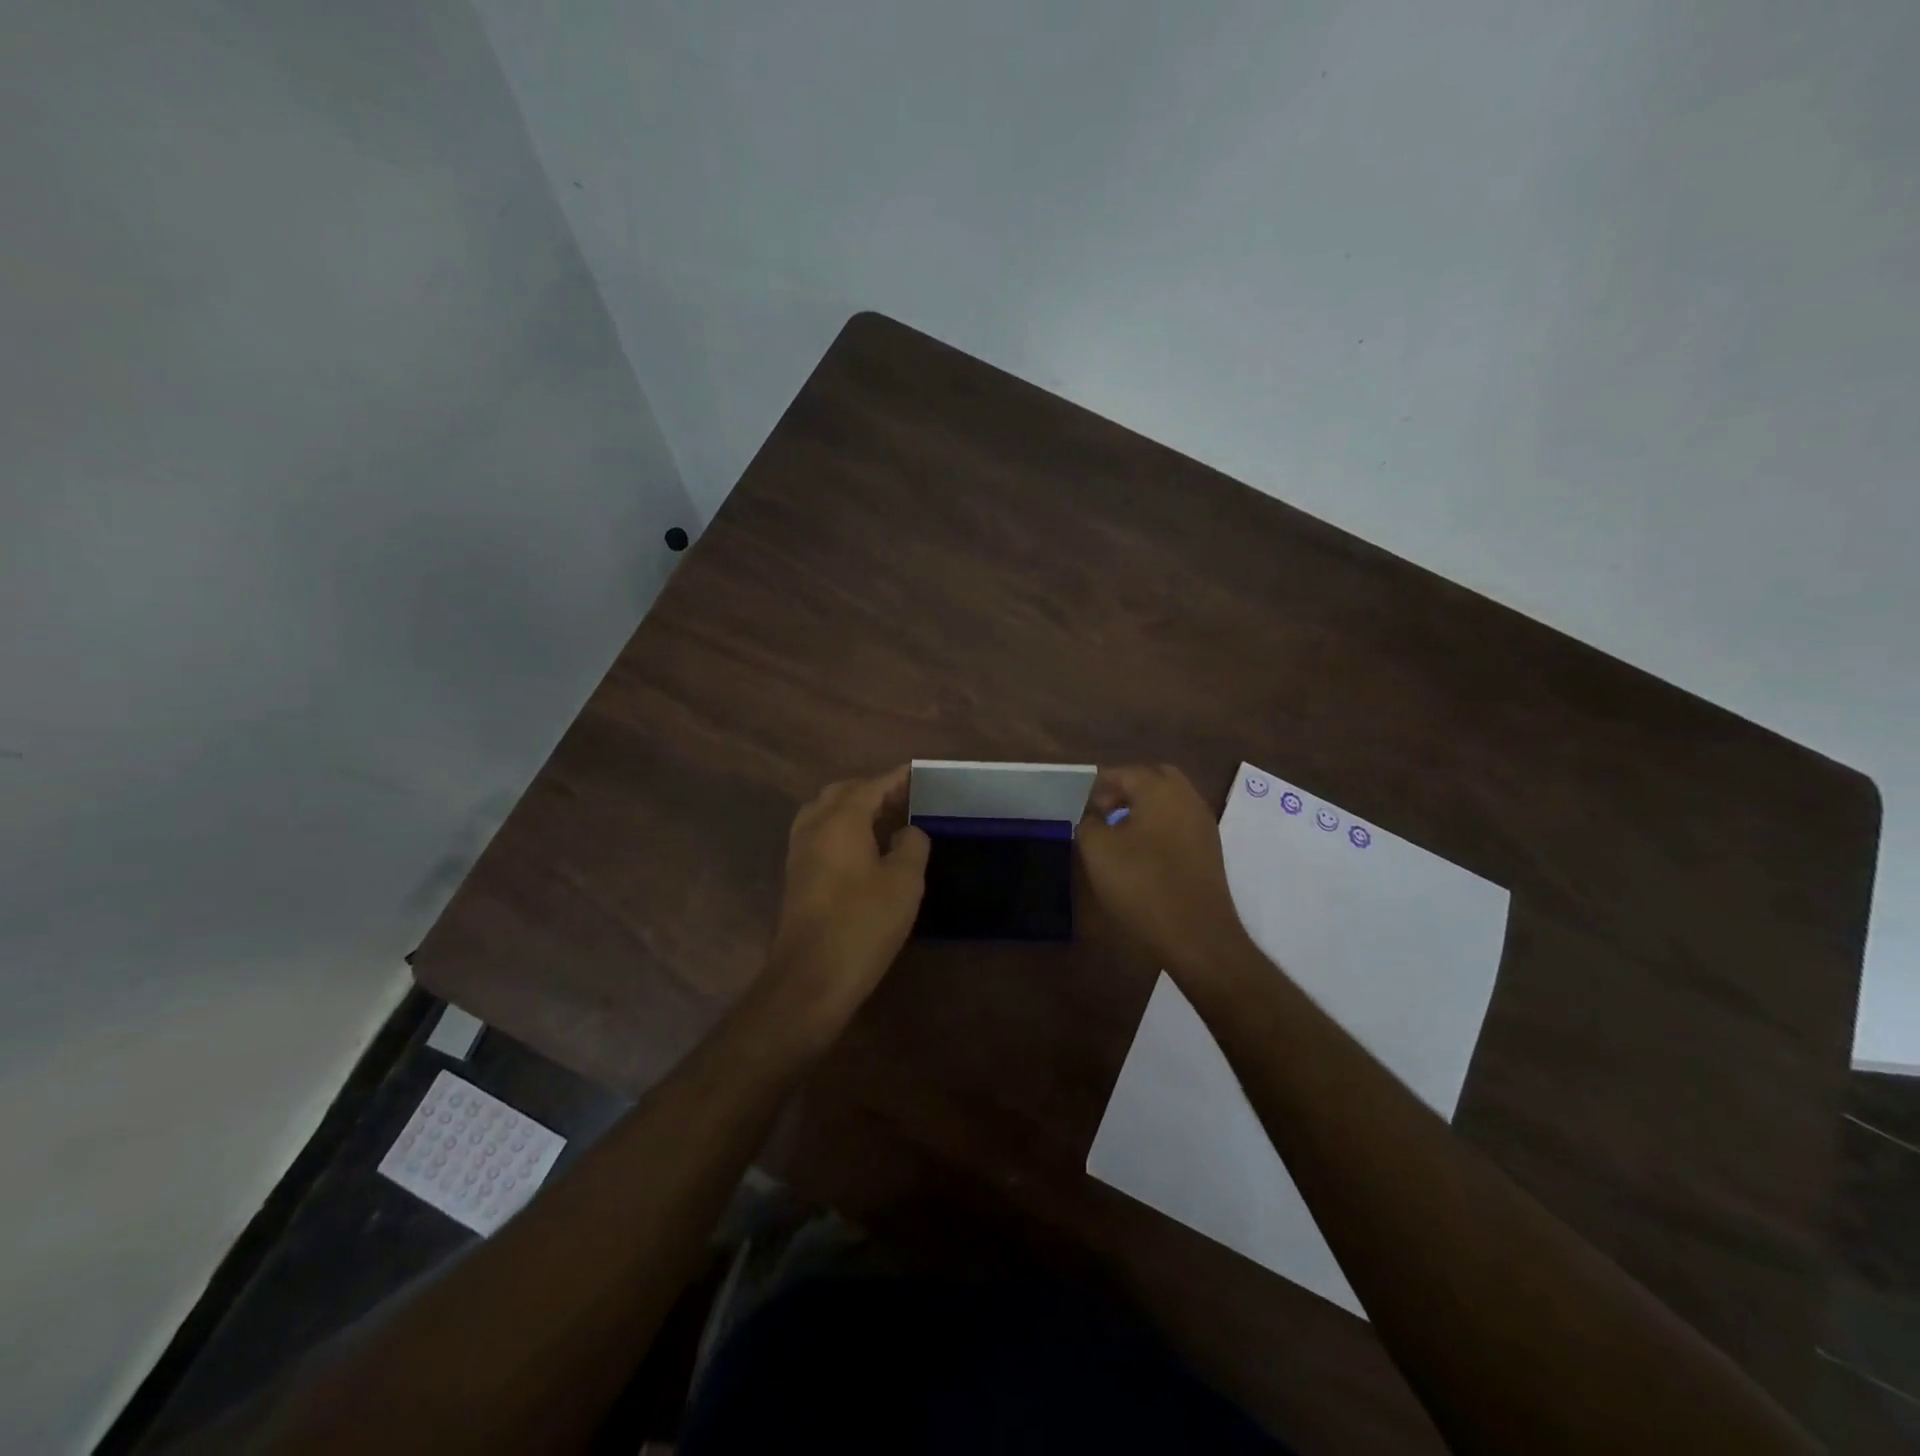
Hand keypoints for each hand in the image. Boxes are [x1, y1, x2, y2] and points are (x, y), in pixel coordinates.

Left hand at [764, 765, 930, 1025]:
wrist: (811, 977)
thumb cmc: (863, 923)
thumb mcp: (904, 882)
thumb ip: (912, 845)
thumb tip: (908, 831)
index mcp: (840, 820)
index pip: (871, 785)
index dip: (895, 778)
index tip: (916, 773)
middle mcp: (813, 826)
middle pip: (842, 793)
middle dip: (872, 790)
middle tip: (903, 799)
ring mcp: (799, 851)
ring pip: (825, 813)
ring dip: (853, 809)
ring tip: (884, 821)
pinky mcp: (796, 876)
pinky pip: (819, 834)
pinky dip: (841, 829)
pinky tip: (863, 849)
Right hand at [1077, 764, 1247, 970]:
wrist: (1196, 935)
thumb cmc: (1142, 885)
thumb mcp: (1098, 850)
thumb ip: (1089, 822)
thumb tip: (1095, 816)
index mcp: (1159, 789)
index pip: (1123, 772)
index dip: (1098, 787)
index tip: (1082, 808)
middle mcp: (1187, 797)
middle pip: (1153, 778)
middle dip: (1126, 788)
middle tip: (1103, 811)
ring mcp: (1203, 823)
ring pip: (1170, 800)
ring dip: (1144, 807)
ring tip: (1120, 833)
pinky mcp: (1210, 849)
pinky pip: (1180, 823)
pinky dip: (1160, 826)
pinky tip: (1143, 852)